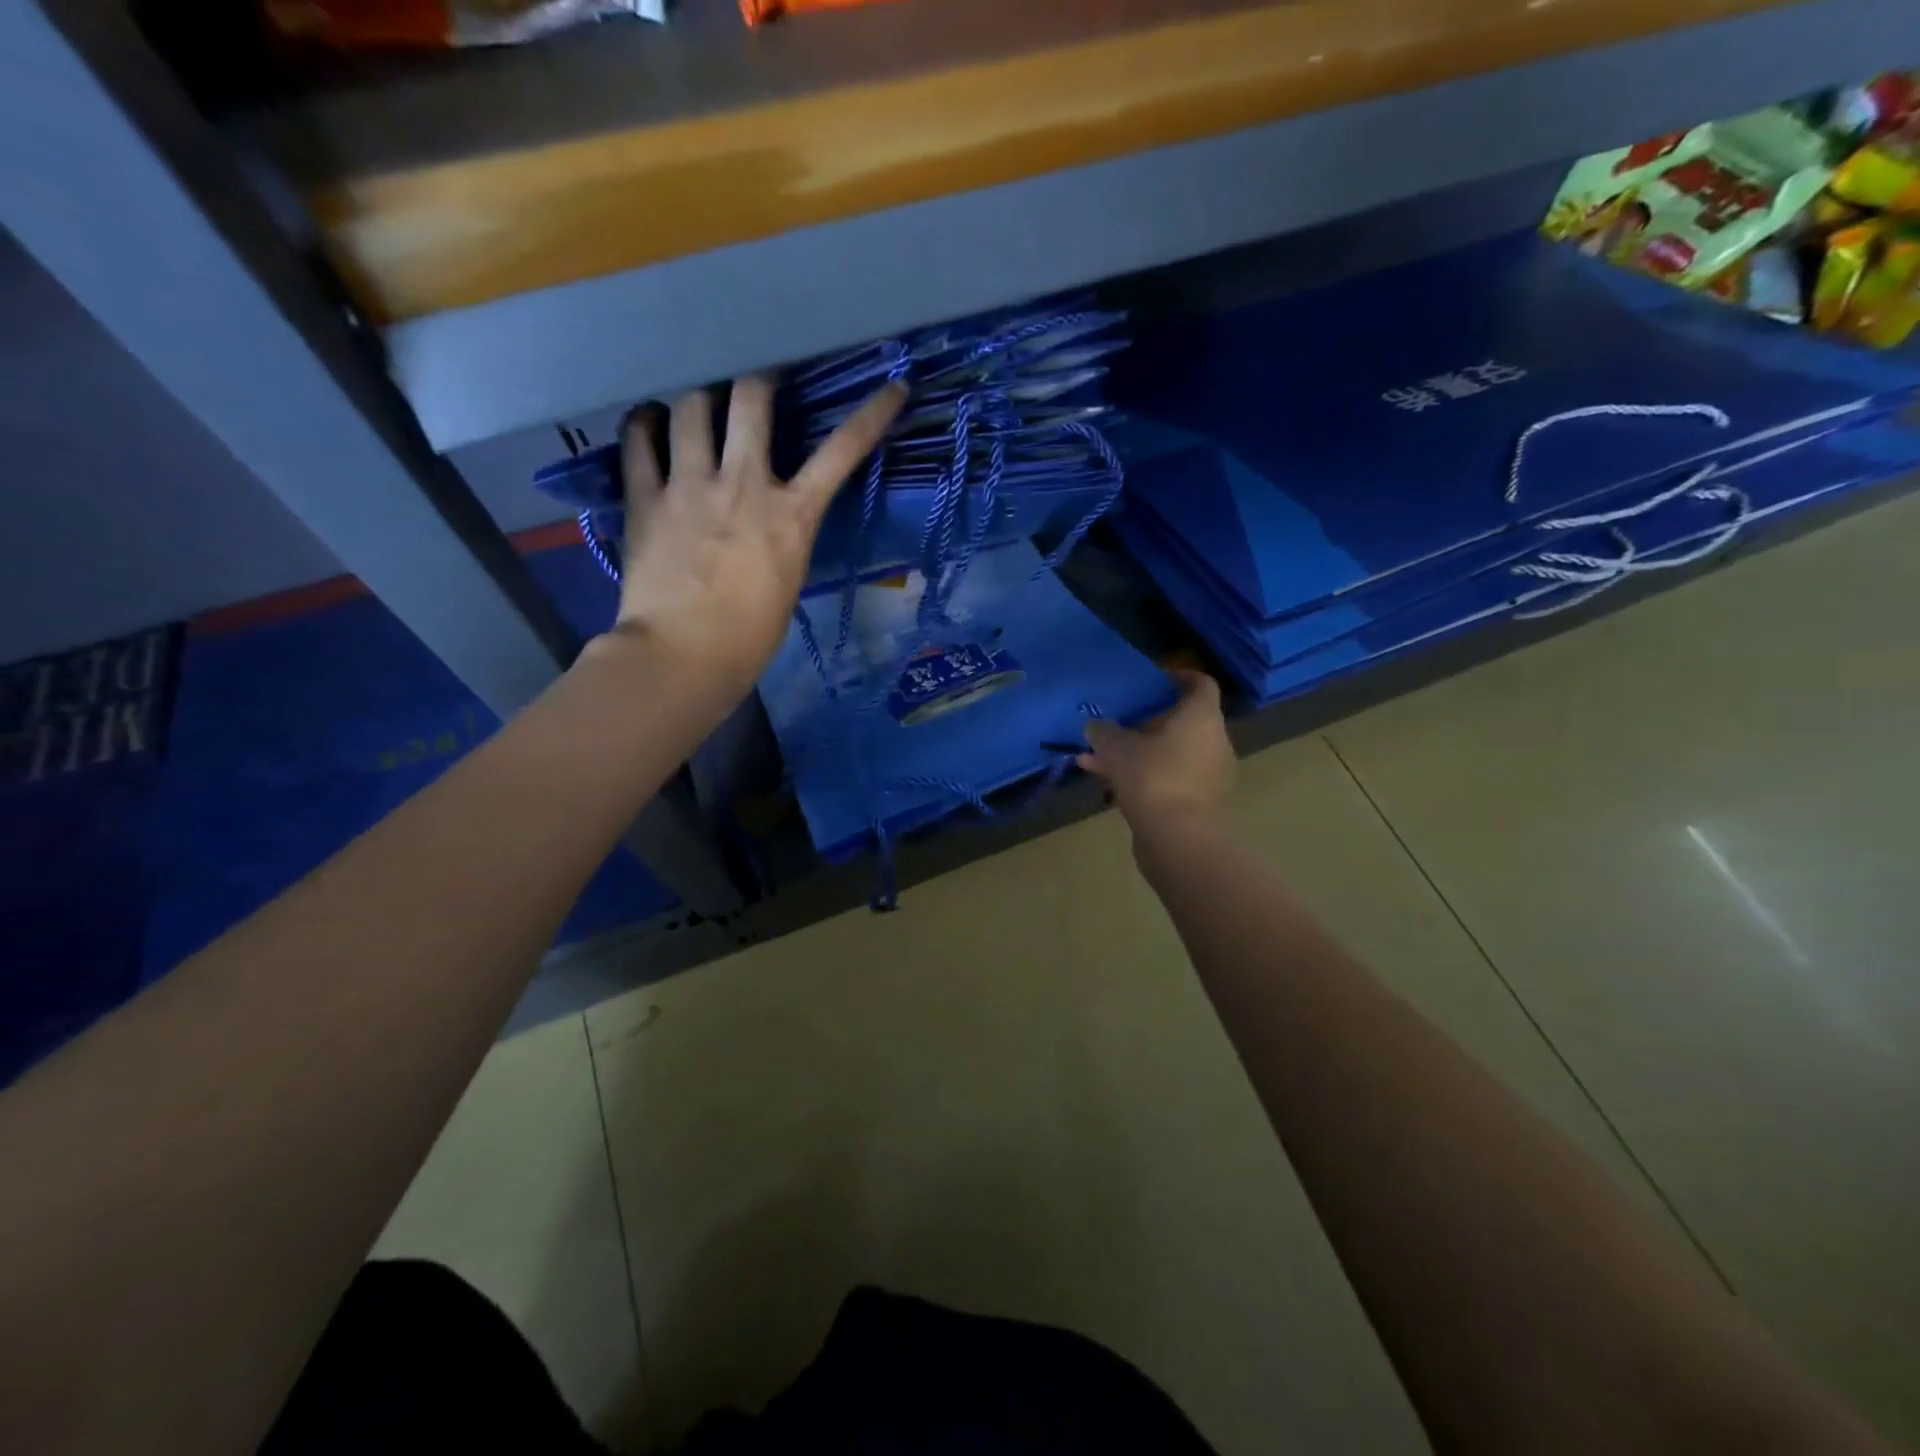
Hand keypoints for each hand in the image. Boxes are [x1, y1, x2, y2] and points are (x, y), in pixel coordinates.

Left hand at [609, 375, 907, 697]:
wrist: (684, 657)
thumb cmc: (749, 637)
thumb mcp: (788, 581)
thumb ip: (784, 535)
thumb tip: (773, 515)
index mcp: (792, 516)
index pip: (843, 451)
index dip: (872, 414)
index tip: (892, 388)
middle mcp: (743, 484)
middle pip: (752, 396)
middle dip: (758, 379)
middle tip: (757, 384)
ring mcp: (689, 486)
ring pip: (691, 405)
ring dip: (698, 398)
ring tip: (696, 406)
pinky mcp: (645, 499)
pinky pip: (639, 440)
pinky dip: (644, 425)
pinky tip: (649, 424)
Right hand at [1077, 669, 1234, 831]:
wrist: (1178, 839)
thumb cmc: (1152, 778)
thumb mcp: (1117, 749)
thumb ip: (1104, 732)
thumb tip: (1095, 726)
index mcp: (1201, 717)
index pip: (1200, 684)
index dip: (1179, 677)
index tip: (1153, 681)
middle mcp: (1213, 741)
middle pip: (1182, 721)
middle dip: (1147, 722)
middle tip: (1117, 723)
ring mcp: (1209, 774)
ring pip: (1170, 753)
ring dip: (1138, 753)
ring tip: (1098, 759)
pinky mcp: (1199, 802)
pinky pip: (1169, 778)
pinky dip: (1144, 776)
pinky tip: (1109, 785)